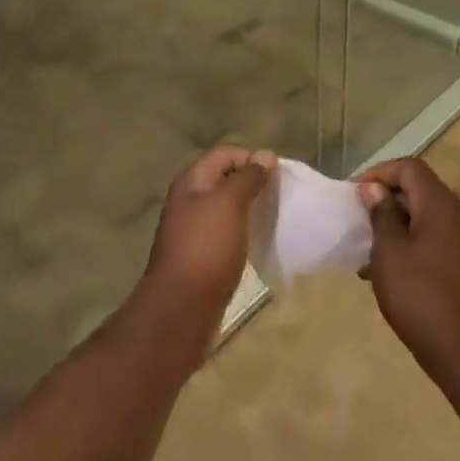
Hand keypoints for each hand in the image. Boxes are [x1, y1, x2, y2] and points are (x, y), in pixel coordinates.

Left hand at [139, 146, 275, 337]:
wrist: (181, 307)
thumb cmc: (206, 247)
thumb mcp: (229, 204)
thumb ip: (248, 177)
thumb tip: (265, 155)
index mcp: (191, 182)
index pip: (225, 154)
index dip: (251, 158)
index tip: (277, 176)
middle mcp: (189, 200)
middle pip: (224, 178)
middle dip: (252, 183)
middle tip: (278, 196)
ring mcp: (193, 228)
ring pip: (225, 206)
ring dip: (248, 207)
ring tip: (272, 217)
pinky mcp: (201, 253)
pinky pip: (225, 231)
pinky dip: (242, 230)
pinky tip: (257, 239)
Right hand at [358, 158, 459, 376]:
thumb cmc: (420, 294)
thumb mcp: (389, 251)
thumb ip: (382, 214)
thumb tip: (375, 189)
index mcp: (440, 204)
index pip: (409, 167)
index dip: (379, 173)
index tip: (355, 195)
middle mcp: (457, 214)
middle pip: (418, 189)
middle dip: (386, 199)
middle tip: (358, 219)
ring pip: (424, 215)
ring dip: (395, 224)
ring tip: (368, 248)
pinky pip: (432, 238)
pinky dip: (409, 243)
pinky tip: (388, 270)